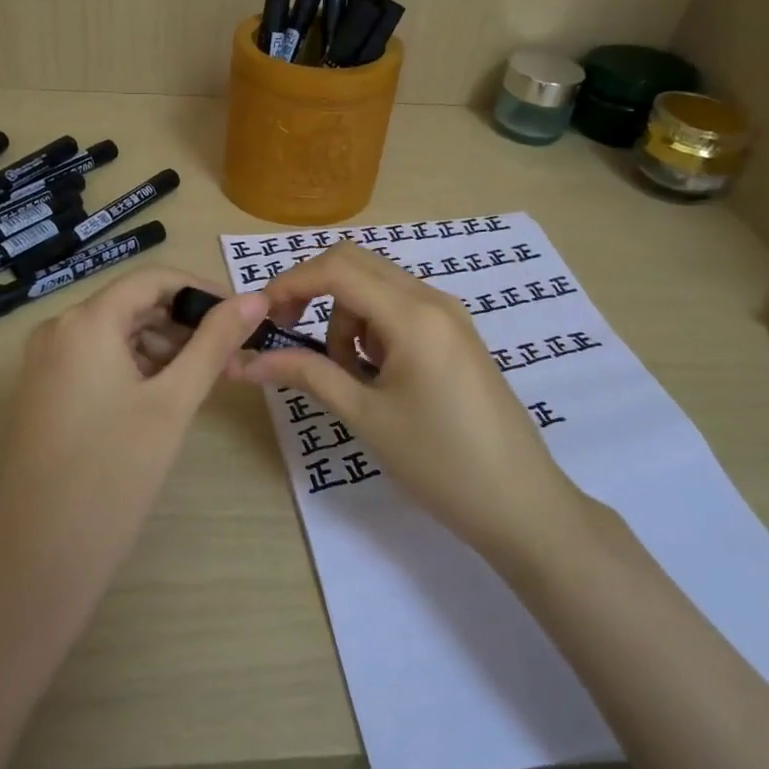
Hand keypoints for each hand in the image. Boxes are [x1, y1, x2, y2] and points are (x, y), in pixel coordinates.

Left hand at [0, 265, 267, 599]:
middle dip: (184, 323)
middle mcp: (58, 329)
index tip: (242, 318)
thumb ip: (215, 343)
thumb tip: (255, 298)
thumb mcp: (174, 402)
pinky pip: (96, 360)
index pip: (154, 278)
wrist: (40, 558)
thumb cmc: (114, 473)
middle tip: (228, 357)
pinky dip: (134, 368)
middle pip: (133, 304)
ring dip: (162, 347)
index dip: (202, 291)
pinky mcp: (42, 393)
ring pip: (116, 333)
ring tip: (201, 382)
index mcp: (86, 321)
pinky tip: (162, 400)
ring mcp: (44, 363)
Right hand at [236, 242, 578, 554]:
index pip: (337, 269)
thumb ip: (306, 375)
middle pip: (355, 264)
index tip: (260, 318)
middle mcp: (433, 299)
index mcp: (413, 315)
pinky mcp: (455, 334)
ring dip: (345, 317)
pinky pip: (399, 309)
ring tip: (349, 377)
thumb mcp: (365, 416)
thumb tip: (247, 361)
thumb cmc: (439, 462)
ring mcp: (449, 315)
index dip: (289, 284)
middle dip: (313, 291)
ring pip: (376, 287)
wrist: (521, 503)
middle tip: (289, 334)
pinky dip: (372, 328)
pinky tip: (378, 375)